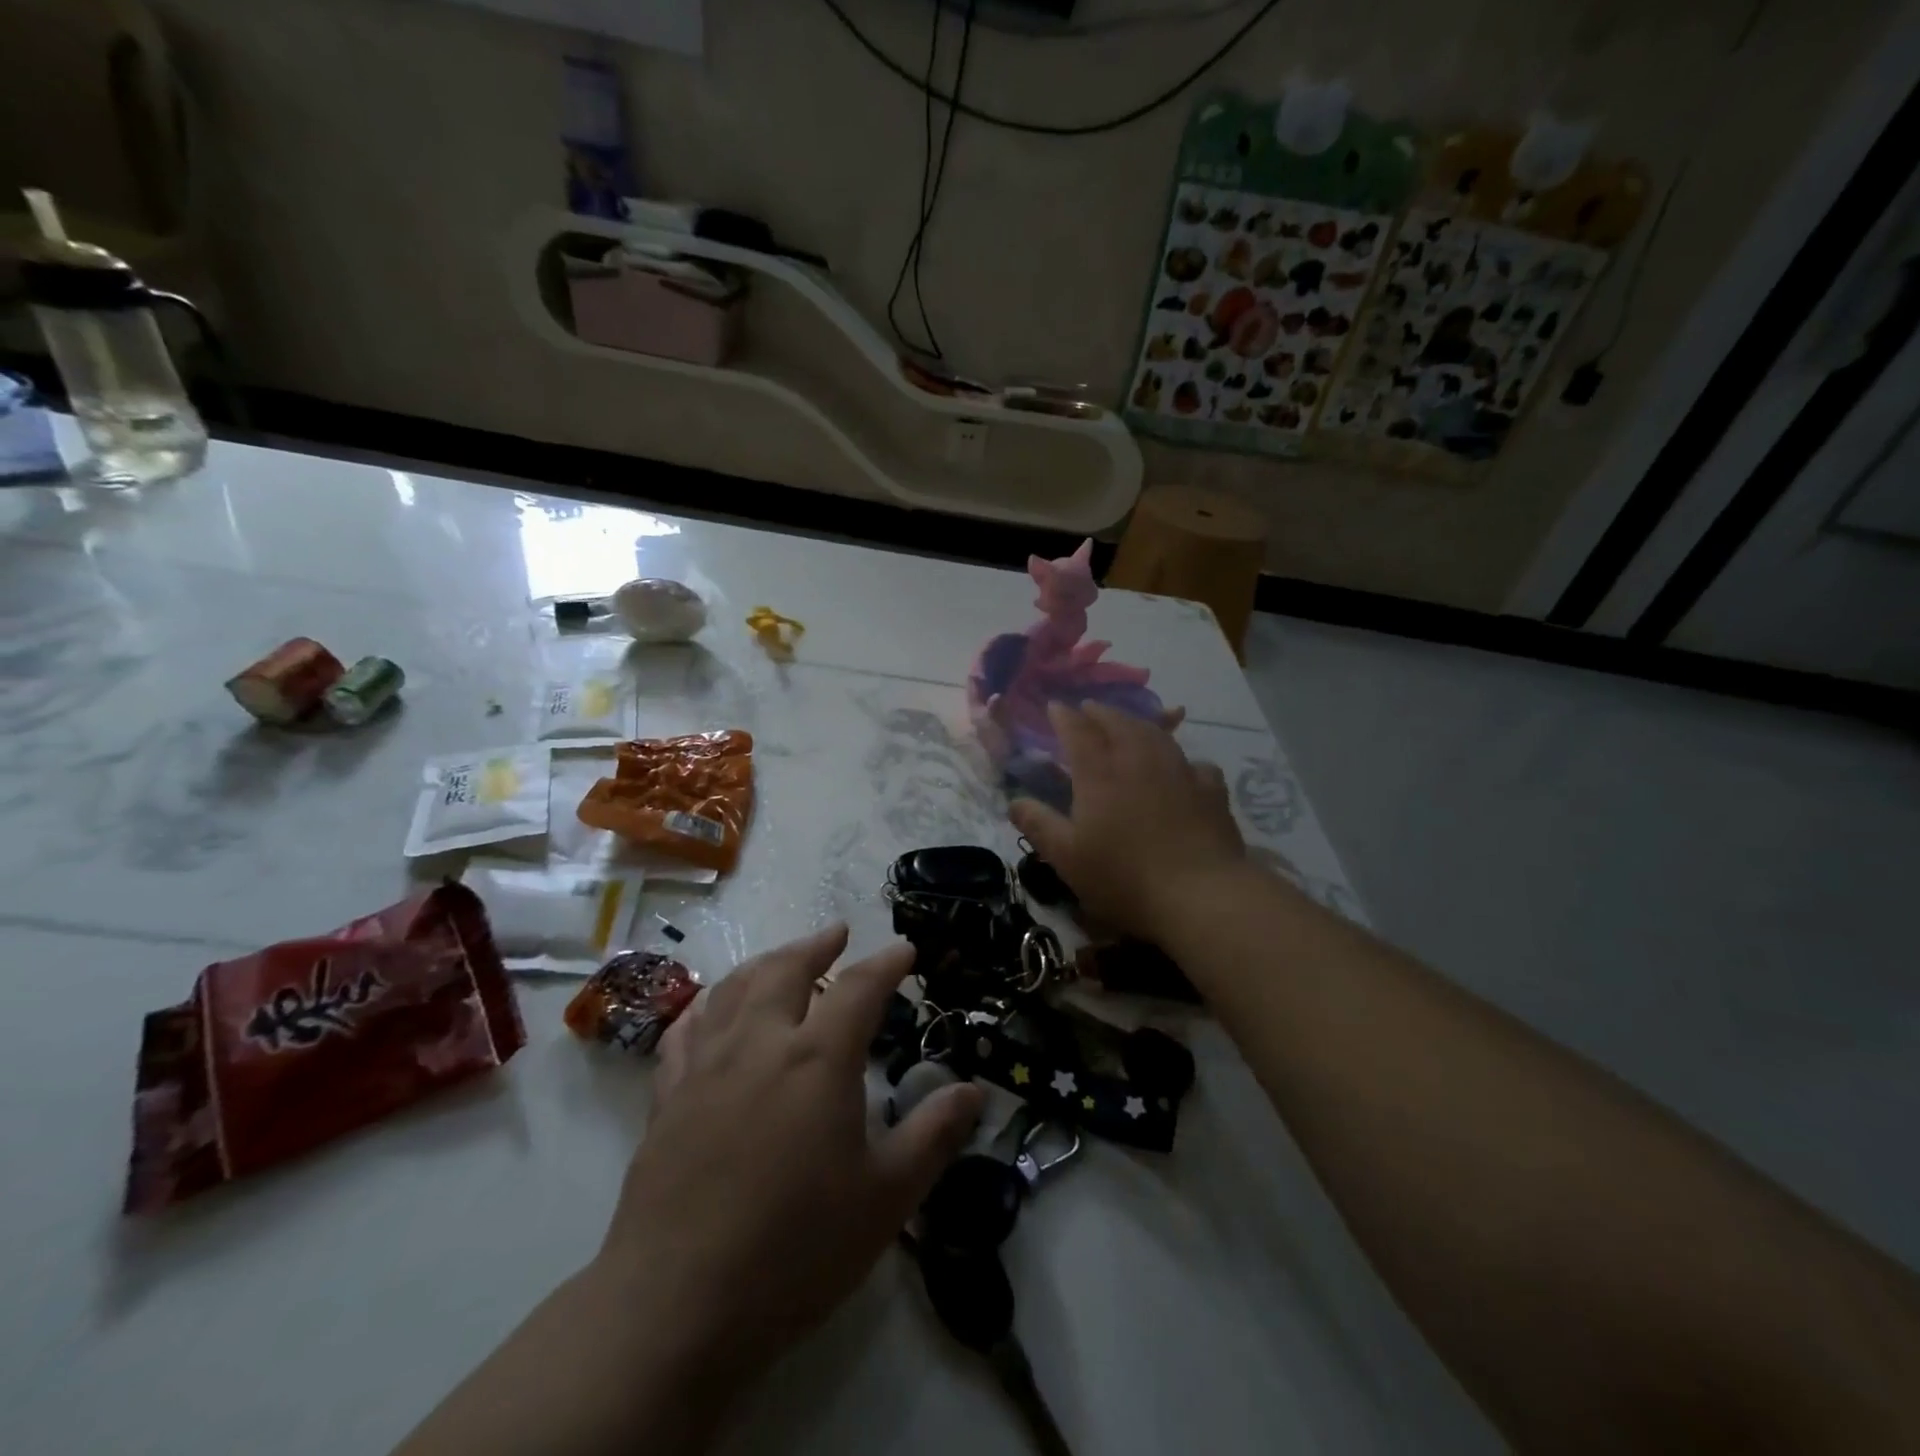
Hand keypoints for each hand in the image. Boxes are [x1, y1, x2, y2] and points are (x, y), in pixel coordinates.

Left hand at [598, 925, 983, 1394]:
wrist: (677, 1307)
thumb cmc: (797, 1249)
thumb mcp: (886, 1196)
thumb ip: (933, 1134)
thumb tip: (974, 1090)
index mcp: (818, 1057)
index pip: (860, 987)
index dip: (887, 963)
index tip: (905, 950)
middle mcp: (760, 1042)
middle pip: (787, 967)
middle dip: (817, 944)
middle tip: (837, 934)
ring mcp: (706, 1065)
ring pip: (735, 987)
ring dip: (766, 963)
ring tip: (783, 959)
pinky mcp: (667, 1096)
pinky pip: (686, 1029)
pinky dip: (708, 1005)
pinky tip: (713, 1010)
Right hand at [1011, 702, 1246, 940]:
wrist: (1200, 894)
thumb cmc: (1123, 877)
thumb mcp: (1067, 857)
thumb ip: (1038, 824)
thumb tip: (1013, 801)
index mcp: (1100, 773)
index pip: (1078, 731)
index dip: (1064, 716)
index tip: (1055, 707)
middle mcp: (1139, 760)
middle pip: (1118, 723)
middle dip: (1100, 713)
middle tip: (1089, 709)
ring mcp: (1180, 771)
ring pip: (1156, 734)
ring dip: (1138, 724)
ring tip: (1130, 726)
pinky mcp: (1211, 790)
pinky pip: (1194, 763)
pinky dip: (1182, 759)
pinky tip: (1183, 769)